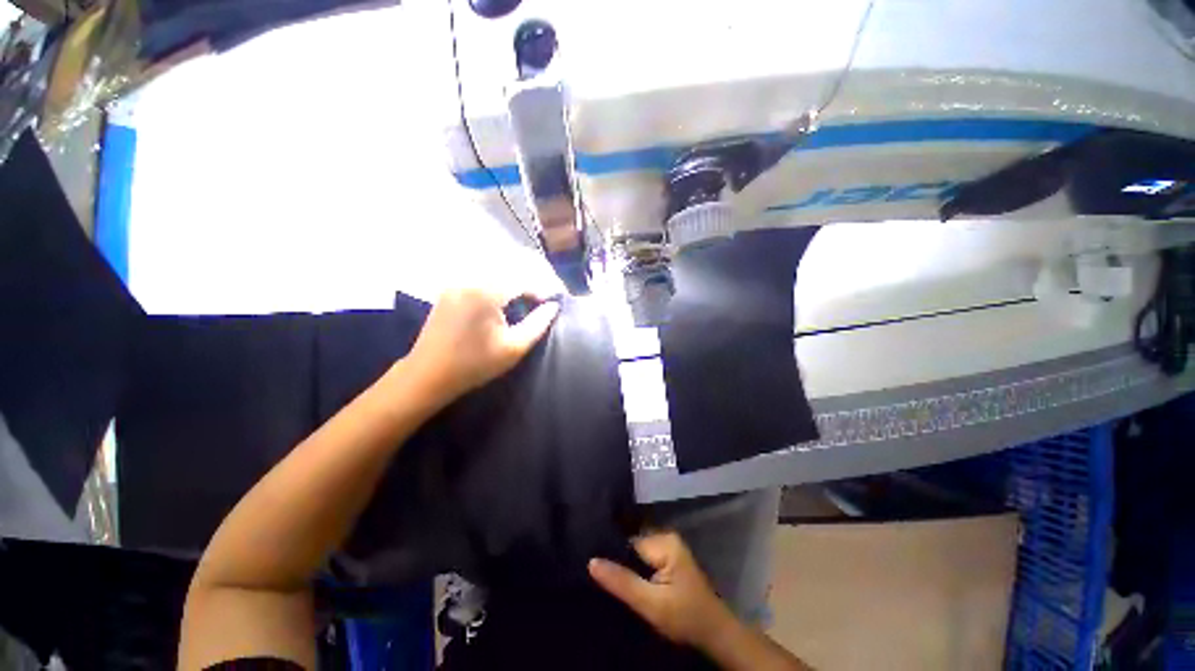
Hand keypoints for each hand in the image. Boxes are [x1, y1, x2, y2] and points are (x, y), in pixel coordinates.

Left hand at [404, 288, 559, 408]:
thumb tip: (553, 306)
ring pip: (492, 276)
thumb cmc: (474, 365)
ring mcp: (455, 285)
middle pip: (507, 274)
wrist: (427, 376)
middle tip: (540, 302)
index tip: (552, 302)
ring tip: (524, 303)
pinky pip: (478, 282)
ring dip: (512, 286)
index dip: (541, 289)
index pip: (522, 281)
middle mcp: (469, 281)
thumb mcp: (514, 348)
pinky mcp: (448, 292)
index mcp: (485, 293)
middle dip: (528, 285)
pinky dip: (495, 288)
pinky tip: (501, 305)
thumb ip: (538, 324)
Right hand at [589, 531, 735, 649]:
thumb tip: (591, 561)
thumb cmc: (685, 617)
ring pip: (638, 553)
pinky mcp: (670, 559)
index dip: (612, 555)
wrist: (715, 634)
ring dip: (627, 567)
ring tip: (608, 577)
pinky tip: (627, 581)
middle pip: (632, 546)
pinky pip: (646, 559)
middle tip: (598, 575)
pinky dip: (636, 570)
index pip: (628, 542)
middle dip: (619, 561)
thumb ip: (622, 582)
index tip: (593, 566)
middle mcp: (666, 537)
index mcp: (664, 541)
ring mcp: (670, 548)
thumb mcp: (650, 604)